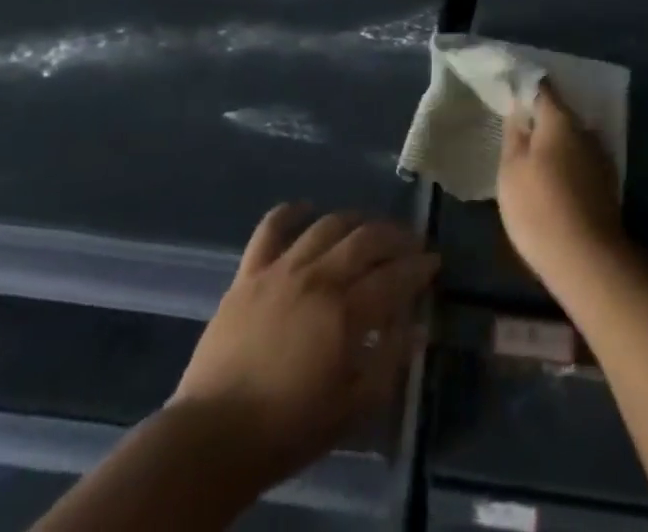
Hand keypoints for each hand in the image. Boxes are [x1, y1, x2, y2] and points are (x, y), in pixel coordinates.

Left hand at [170, 206, 437, 489]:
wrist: (213, 437)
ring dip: (355, 221)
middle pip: (366, 240)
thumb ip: (389, 363)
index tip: (434, 262)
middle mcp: (317, 277)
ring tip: (369, 228)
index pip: (394, 277)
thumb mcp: (353, 408)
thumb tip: (417, 327)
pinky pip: (271, 228)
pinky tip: (306, 209)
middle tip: (411, 241)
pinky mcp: (249, 273)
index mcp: (345, 313)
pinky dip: (291, 212)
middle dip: (395, 236)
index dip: (419, 267)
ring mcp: (281, 269)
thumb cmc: (289, 429)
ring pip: (328, 225)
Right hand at [497, 81, 625, 287]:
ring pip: (572, 140)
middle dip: (540, 121)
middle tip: (517, 133)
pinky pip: (581, 163)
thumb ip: (514, 136)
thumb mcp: (511, 170)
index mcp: (560, 121)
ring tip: (534, 160)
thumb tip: (518, 113)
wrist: (587, 259)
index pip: (542, 89)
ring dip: (555, 145)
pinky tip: (554, 183)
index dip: (524, 89)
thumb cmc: (539, 207)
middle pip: (559, 115)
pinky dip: (567, 165)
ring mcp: (600, 158)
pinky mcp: (607, 186)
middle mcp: (585, 131)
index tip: (510, 95)